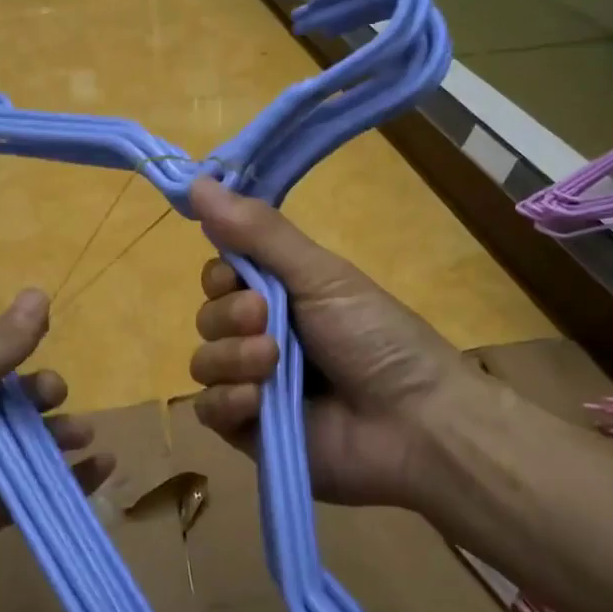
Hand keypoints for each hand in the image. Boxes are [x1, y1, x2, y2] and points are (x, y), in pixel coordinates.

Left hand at [0, 289, 112, 611]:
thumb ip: (3, 343)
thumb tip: (39, 291)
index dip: (17, 358)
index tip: (41, 348)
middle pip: (14, 405)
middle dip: (42, 396)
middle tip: (53, 396)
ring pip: (31, 446)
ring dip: (62, 436)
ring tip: (83, 435)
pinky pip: (40, 488)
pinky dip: (75, 479)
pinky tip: (103, 466)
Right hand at [186, 178, 494, 513]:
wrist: (415, 424)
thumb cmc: (376, 337)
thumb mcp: (321, 275)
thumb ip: (259, 233)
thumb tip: (197, 180)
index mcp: (283, 296)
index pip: (221, 276)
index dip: (221, 274)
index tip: (238, 273)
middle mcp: (264, 336)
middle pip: (208, 317)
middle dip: (229, 315)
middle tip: (266, 319)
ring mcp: (256, 385)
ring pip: (204, 362)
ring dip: (232, 357)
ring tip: (273, 363)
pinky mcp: (250, 432)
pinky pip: (208, 410)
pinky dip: (227, 401)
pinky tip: (258, 401)